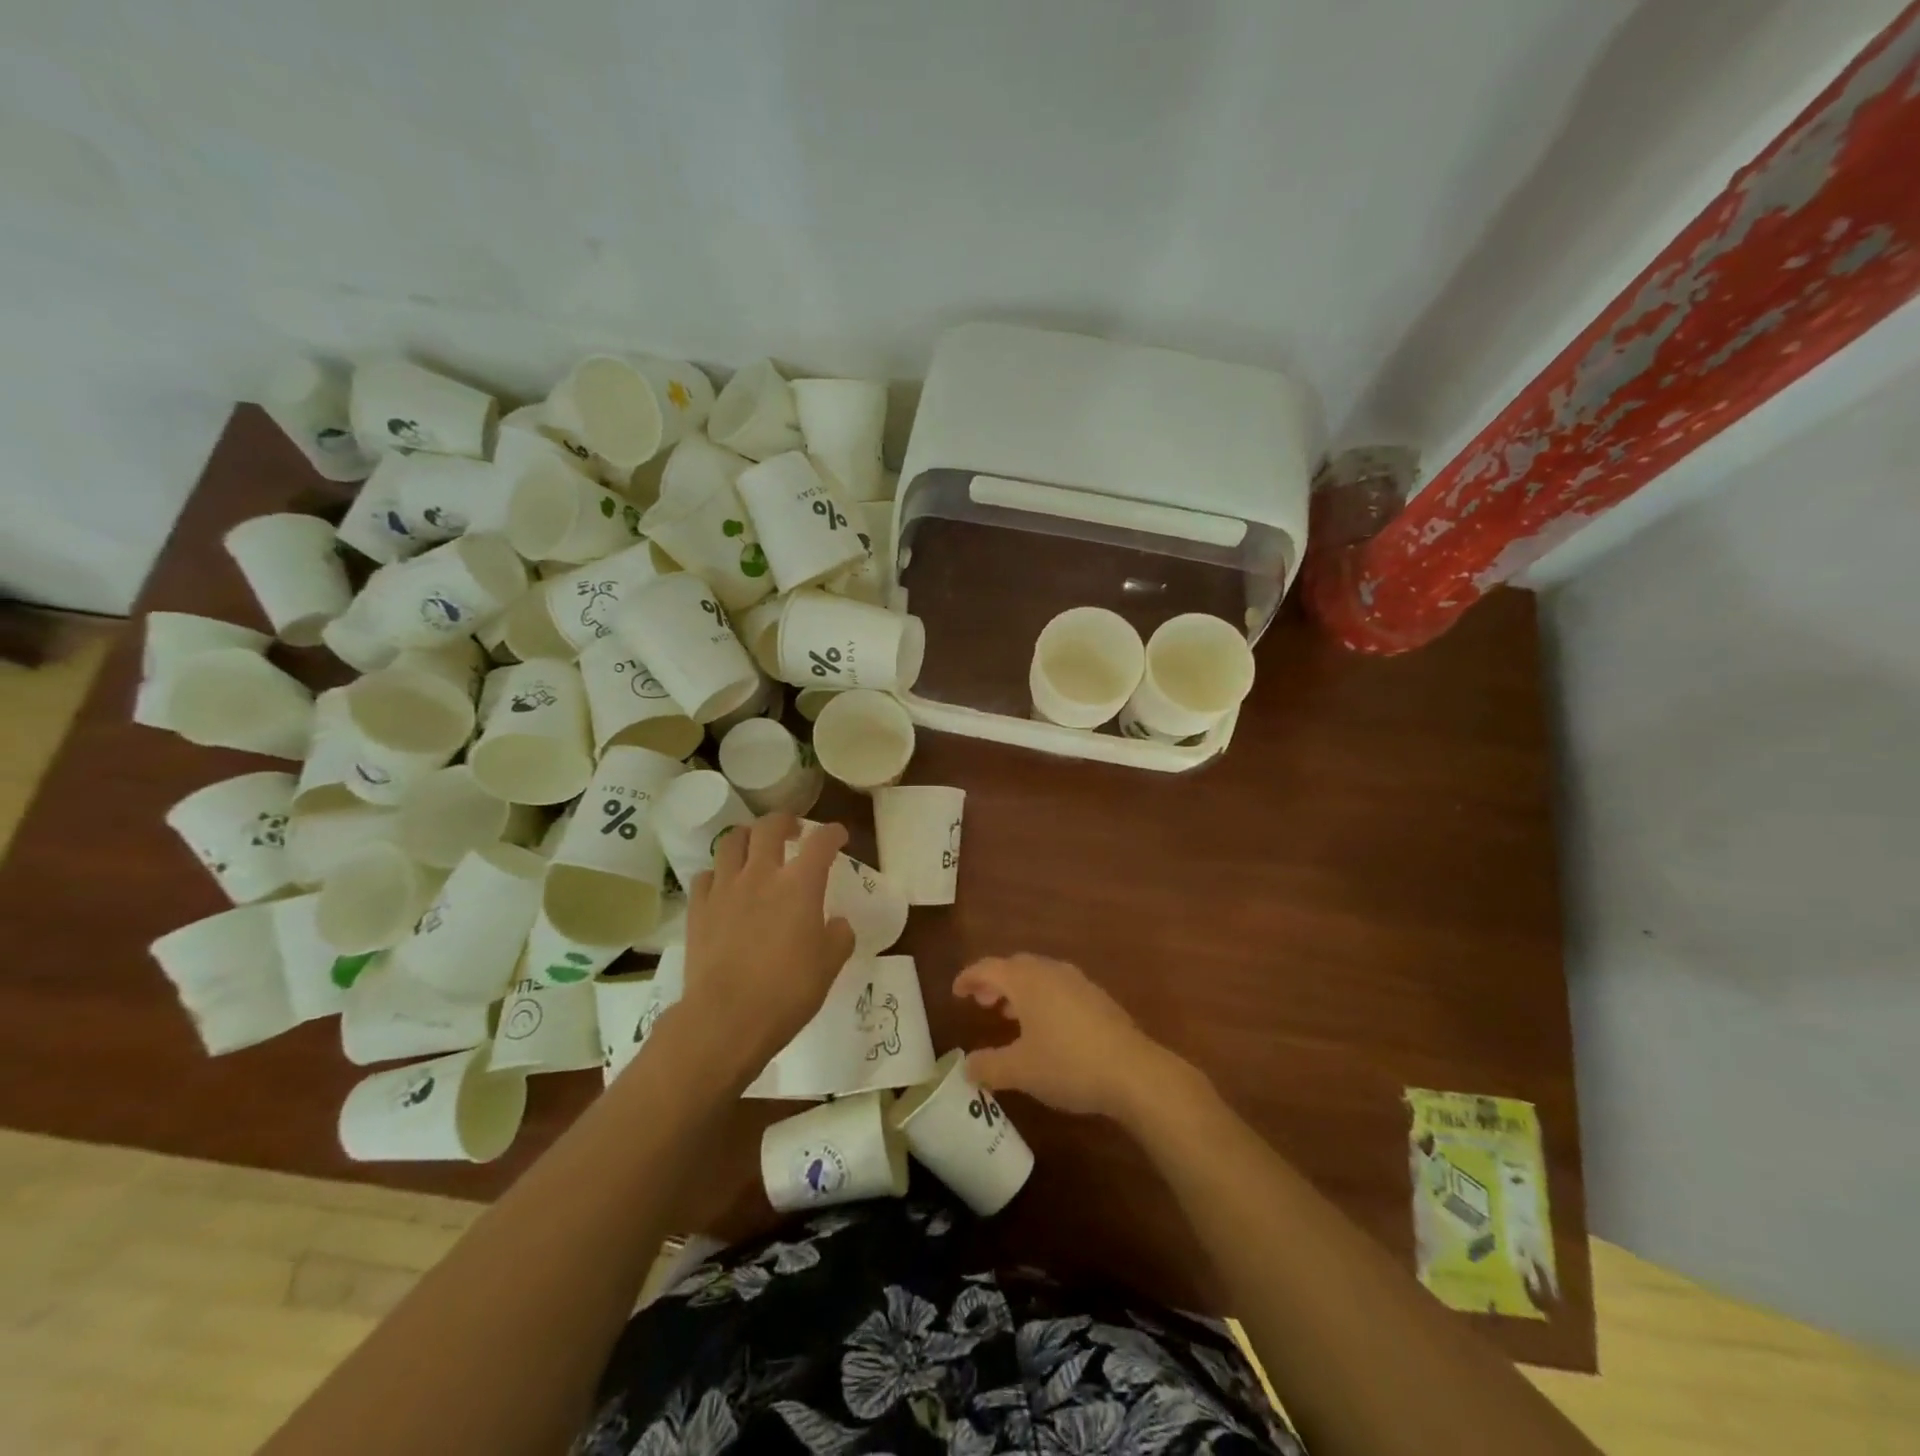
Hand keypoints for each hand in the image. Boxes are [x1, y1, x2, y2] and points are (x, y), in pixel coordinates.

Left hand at [678, 814, 855, 1080]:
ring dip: (747, 838)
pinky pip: (705, 876)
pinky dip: (718, 874)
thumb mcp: (829, 966)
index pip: (821, 842)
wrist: (726, 1019)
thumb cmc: (787, 991)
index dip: (833, 833)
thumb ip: (839, 937)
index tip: (838, 836)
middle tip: (793, 830)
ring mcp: (725, 889)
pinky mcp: (698, 908)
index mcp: (800, 884)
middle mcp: (761, 875)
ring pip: (731, 842)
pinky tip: (724, 886)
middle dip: (785, 821)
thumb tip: (837, 924)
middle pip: (769, 827)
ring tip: (754, 848)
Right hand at [954, 954, 1182, 1119]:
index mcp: (1027, 981)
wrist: (1133, 1071)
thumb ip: (989, 1066)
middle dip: (995, 982)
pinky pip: (1059, 987)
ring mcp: (1078, 982)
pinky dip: (1042, 998)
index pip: (989, 968)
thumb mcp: (1021, 1071)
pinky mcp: (1098, 998)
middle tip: (982, 1003)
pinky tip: (1046, 1027)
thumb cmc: (1068, 1064)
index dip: (969, 978)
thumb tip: (967, 1067)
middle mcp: (1051, 971)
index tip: (956, 992)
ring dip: (1020, 990)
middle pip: (1015, 966)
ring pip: (1039, 975)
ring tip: (1010, 1015)